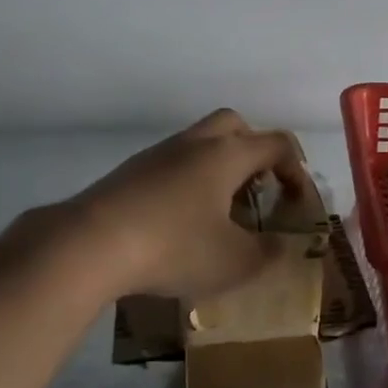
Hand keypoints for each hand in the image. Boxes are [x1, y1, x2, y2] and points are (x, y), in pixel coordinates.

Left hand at [0, 109, 310, 304]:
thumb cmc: (174, 246)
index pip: (276, 144)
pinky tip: (182, 220)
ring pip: (200, 143)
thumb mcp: (233, 262)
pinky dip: (188, 181)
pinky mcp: (131, 172)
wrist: (90, 243)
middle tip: (258, 188)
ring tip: (221, 211)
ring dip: (219, 166)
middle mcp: (195, 143)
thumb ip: (267, 254)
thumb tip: (281, 247)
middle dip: (254, 151)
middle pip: (234, 125)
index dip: (295, 168)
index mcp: (227, 154)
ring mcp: (159, 154)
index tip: (296, 201)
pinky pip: (173, 163)